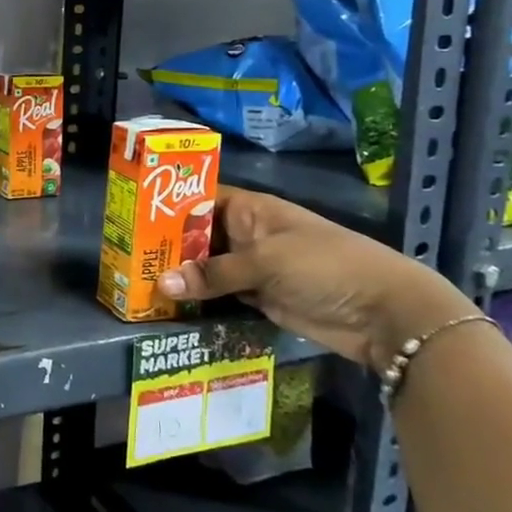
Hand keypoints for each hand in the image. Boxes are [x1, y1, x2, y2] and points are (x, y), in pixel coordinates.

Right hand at [157, 188, 476, 366]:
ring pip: (207, 266)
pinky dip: (199, 297)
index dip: (168, 203)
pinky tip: (169, 302)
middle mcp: (247, 234)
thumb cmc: (325, 266)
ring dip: (181, 274)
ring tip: (138, 280)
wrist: (384, 314)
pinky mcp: (260, 298)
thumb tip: (162, 283)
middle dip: (167, 244)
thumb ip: (213, 273)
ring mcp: (253, 267)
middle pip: (198, 234)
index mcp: (250, 210)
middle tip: (126, 255)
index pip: (200, 197)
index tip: (132, 214)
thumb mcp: (265, 262)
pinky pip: (220, 293)